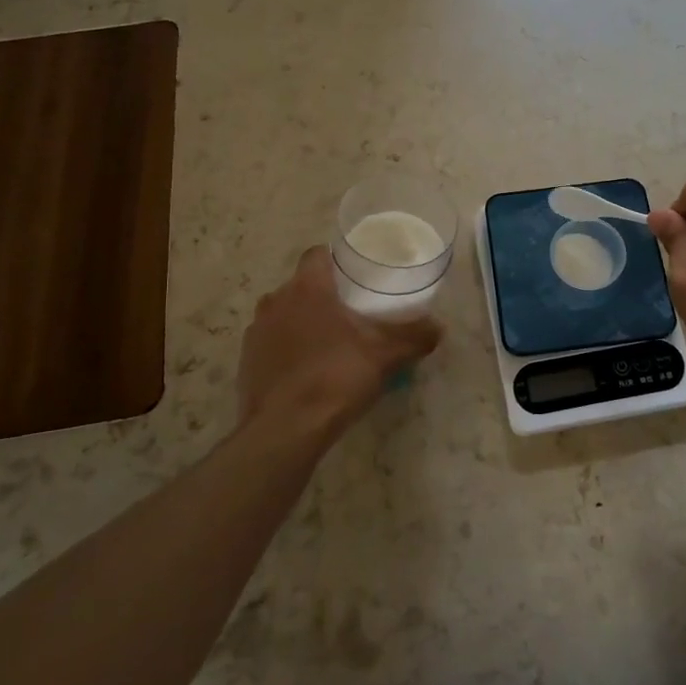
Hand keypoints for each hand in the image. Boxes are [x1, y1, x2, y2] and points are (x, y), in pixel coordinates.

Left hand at [236, 247, 442, 449]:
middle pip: (301, 284)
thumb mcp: (384, 356)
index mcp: (307, 288)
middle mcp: (276, 300)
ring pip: (284, 313)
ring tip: (329, 342)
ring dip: (302, 321)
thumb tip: (439, 328)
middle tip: (351, 311)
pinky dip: (287, 348)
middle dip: (324, 294)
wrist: (284, 430)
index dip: (337, 260)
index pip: (317, 254)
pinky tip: (306, 370)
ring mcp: (257, 331)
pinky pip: (271, 342)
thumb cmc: (335, 377)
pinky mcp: (246, 360)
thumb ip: (414, 337)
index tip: (356, 274)